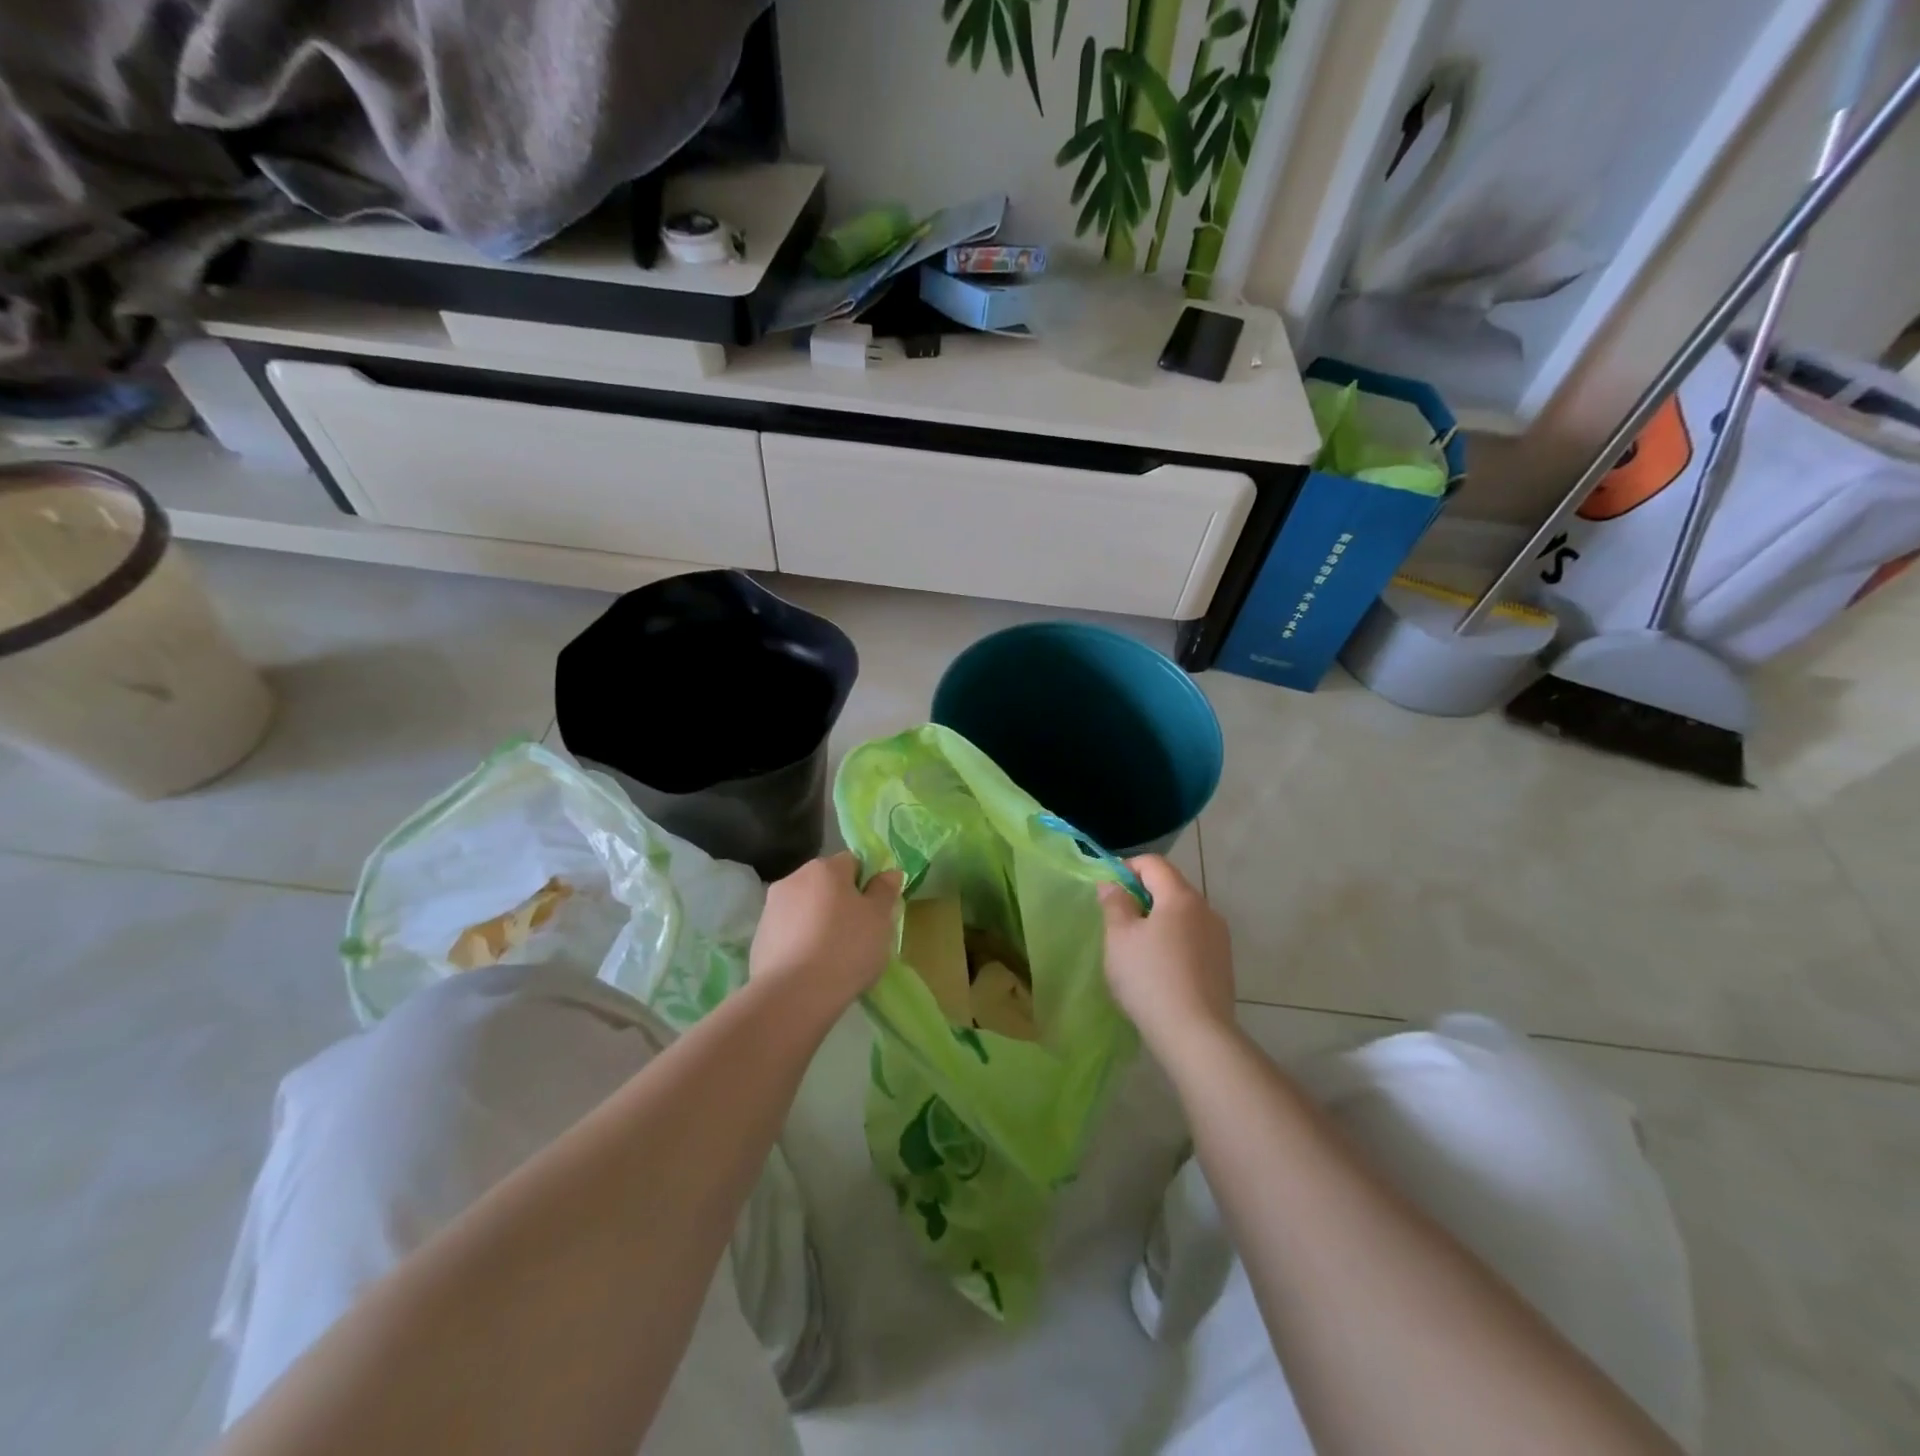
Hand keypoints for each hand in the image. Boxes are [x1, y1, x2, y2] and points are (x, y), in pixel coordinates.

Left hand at [750, 852, 902, 1018]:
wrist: (793, 995)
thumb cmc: (846, 948)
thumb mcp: (879, 918)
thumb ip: (885, 890)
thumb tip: (889, 872)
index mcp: (825, 868)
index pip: (852, 862)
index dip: (866, 884)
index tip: (874, 912)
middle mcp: (793, 879)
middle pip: (825, 884)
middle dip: (840, 903)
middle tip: (857, 935)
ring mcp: (770, 908)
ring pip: (805, 908)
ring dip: (818, 922)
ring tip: (832, 956)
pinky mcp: (759, 938)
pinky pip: (788, 933)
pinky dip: (800, 942)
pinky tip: (810, 967)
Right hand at [1099, 855, 1235, 1055]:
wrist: (1196, 1035)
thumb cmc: (1149, 978)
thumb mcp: (1119, 937)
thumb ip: (1114, 903)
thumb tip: (1112, 884)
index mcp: (1181, 897)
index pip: (1154, 863)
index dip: (1127, 867)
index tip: (1108, 889)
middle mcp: (1206, 910)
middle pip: (1171, 887)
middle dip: (1142, 895)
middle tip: (1117, 921)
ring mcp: (1219, 938)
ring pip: (1183, 915)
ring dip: (1159, 920)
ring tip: (1137, 949)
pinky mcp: (1224, 965)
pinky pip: (1193, 940)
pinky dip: (1174, 942)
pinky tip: (1160, 971)